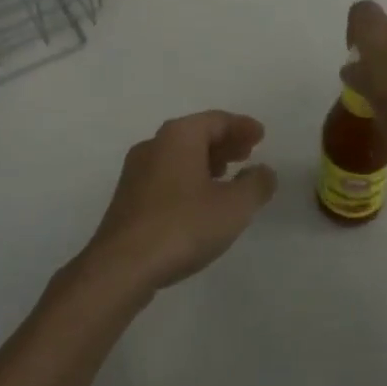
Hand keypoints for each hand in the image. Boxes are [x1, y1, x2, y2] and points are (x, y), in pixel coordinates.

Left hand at [78, 112, 276, 297]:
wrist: (122, 265)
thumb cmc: (182, 226)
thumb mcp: (234, 207)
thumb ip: (256, 185)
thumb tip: (264, 171)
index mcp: (178, 136)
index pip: (216, 120)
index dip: (242, 126)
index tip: (261, 136)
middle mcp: (154, 144)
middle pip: (195, 134)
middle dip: (224, 142)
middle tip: (248, 153)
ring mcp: (136, 171)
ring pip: (179, 155)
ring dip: (206, 161)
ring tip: (228, 176)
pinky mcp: (128, 197)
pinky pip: (166, 175)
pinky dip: (189, 177)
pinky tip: (200, 200)